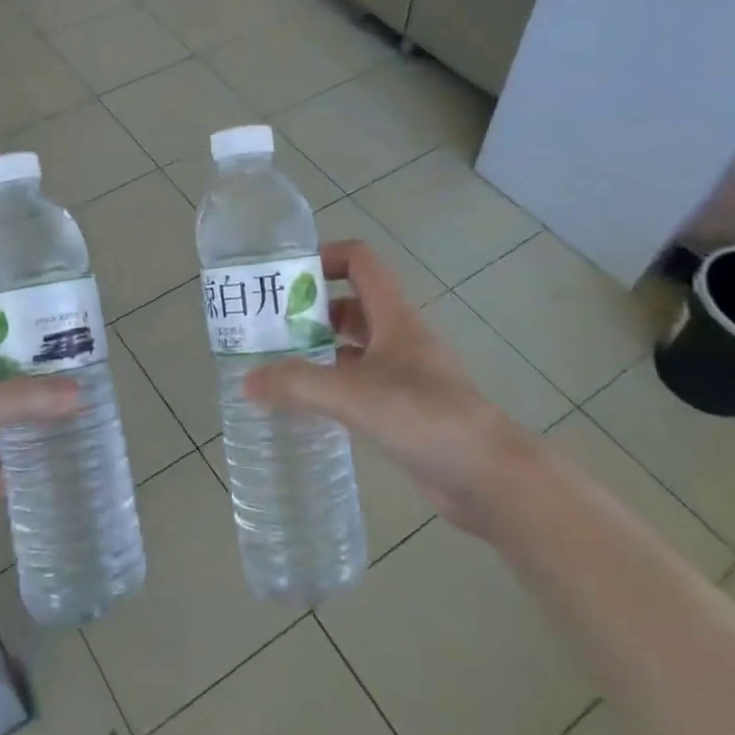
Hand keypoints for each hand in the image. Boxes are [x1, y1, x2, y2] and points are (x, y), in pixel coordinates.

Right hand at [245, 240, 532, 535]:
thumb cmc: (424, 416)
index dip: (324, 258)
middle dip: (309, 309)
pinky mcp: (403, 409)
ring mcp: (403, 374)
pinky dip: (331, 385)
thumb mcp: (353, 394)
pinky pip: (358, 384)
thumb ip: (297, 385)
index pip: (360, 261)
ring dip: (318, 349)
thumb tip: (246, 381)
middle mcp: (399, 337)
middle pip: (350, 304)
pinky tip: (304, 405)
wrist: (488, 477)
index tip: (285, 278)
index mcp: (394, 316)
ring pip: (353, 346)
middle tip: (267, 327)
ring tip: (275, 365)